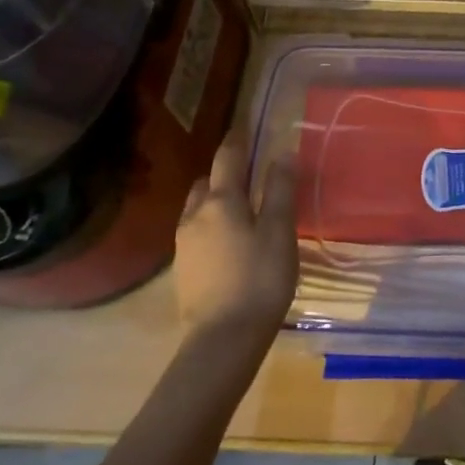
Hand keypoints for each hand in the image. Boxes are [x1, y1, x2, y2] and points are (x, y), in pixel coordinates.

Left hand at [174, 129, 296, 343]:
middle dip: (225, 173)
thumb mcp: (279, 231)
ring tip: (241, 210)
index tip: (244, 124)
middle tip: (250, 175)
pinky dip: (211, 225)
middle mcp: (195, 215)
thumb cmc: (260, 279)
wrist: (222, 341)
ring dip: (215, 200)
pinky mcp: (182, 269)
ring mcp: (183, 244)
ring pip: (197, 208)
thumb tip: (281, 153)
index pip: (227, 157)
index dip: (237, 138)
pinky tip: (229, 243)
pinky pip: (196, 232)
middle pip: (207, 181)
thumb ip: (280, 190)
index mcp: (221, 201)